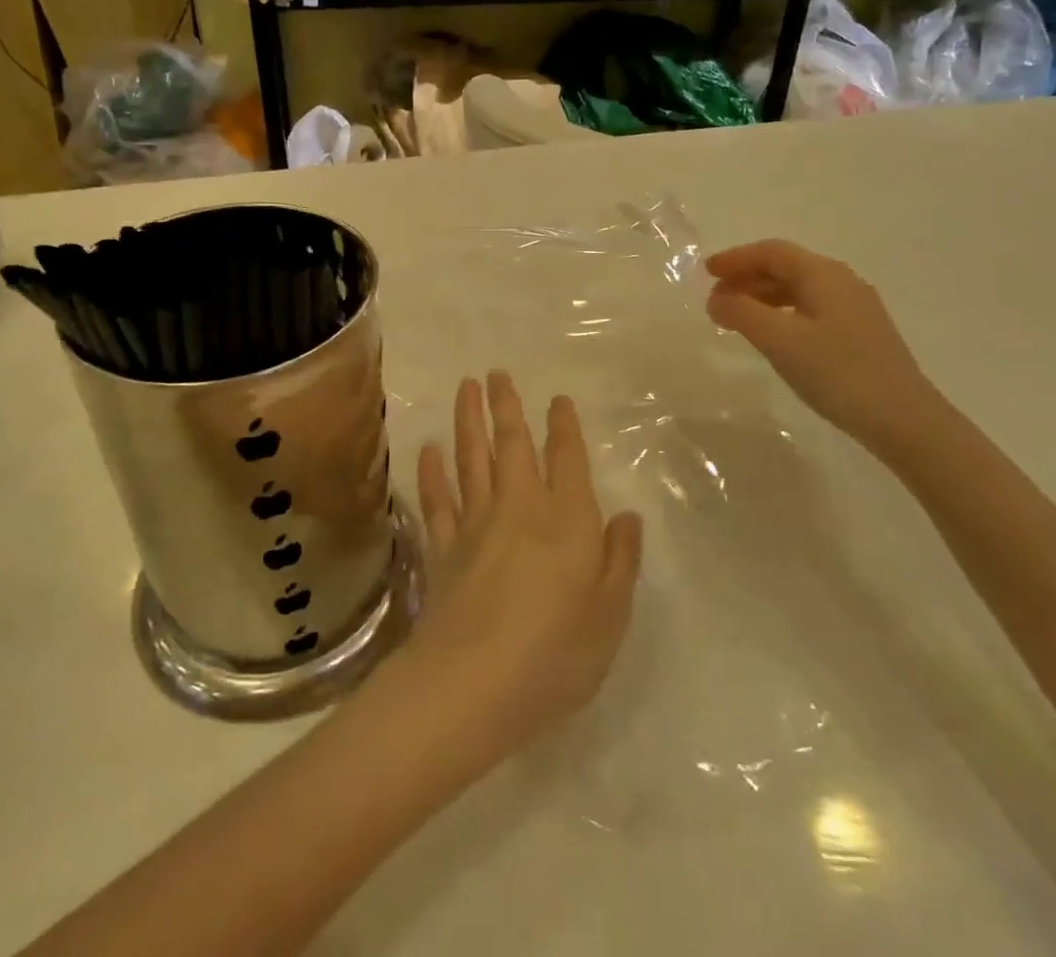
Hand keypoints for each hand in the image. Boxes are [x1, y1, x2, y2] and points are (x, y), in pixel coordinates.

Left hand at [397, 372, 642, 774]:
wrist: (476, 683)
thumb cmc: (557, 652)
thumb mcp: (611, 612)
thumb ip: (620, 558)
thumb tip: (626, 515)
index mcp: (566, 518)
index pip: (566, 459)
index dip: (563, 426)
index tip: (557, 399)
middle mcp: (519, 507)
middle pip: (512, 445)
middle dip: (507, 406)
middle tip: (496, 373)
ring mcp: (475, 524)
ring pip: (471, 459)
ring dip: (469, 421)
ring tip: (466, 387)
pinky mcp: (442, 548)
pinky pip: (436, 500)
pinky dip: (432, 473)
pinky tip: (429, 449)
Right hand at [705, 240, 942, 450]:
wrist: (904, 420)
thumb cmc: (837, 372)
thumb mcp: (779, 340)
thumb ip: (741, 314)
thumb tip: (716, 299)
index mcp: (823, 274)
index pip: (771, 252)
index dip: (735, 258)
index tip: (705, 272)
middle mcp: (842, 282)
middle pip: (786, 267)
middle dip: (746, 278)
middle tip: (715, 299)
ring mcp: (856, 308)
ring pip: (799, 290)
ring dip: (763, 297)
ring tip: (736, 319)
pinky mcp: (861, 334)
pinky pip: (811, 309)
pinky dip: (782, 314)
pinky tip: (773, 337)